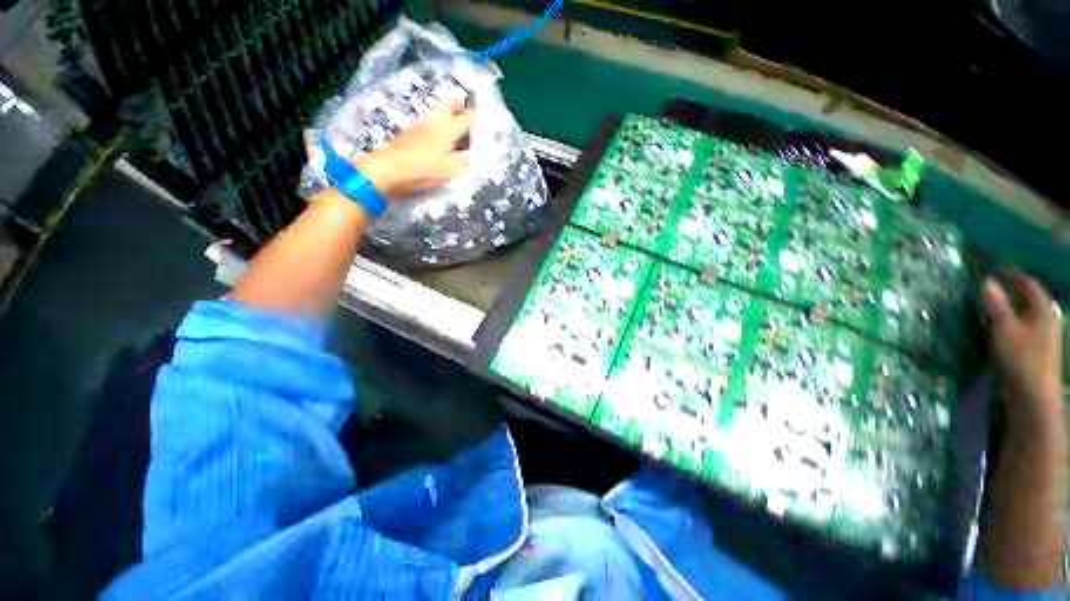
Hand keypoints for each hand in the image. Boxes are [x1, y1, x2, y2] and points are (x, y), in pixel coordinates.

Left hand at [354, 101, 472, 200]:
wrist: (387, 171)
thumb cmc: (423, 170)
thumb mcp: (450, 169)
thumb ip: (464, 160)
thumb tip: (475, 153)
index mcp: (447, 128)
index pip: (467, 118)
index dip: (479, 120)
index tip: (487, 127)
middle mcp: (434, 121)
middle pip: (449, 104)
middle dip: (461, 108)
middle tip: (469, 120)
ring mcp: (419, 126)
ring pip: (438, 113)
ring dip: (449, 118)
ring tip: (458, 135)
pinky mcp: (409, 135)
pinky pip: (429, 125)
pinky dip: (438, 128)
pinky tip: (441, 142)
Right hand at [982, 271, 1064, 442]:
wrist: (1032, 395)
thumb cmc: (1020, 356)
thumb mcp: (1004, 328)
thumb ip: (996, 304)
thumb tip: (987, 282)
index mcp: (1042, 309)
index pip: (1028, 284)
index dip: (1013, 275)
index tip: (995, 269)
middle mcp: (1045, 318)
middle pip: (1028, 299)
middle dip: (1010, 292)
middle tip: (988, 287)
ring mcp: (1041, 336)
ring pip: (1024, 314)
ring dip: (1008, 308)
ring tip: (988, 306)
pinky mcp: (1033, 350)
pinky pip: (1021, 328)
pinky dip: (1008, 322)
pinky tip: (996, 327)